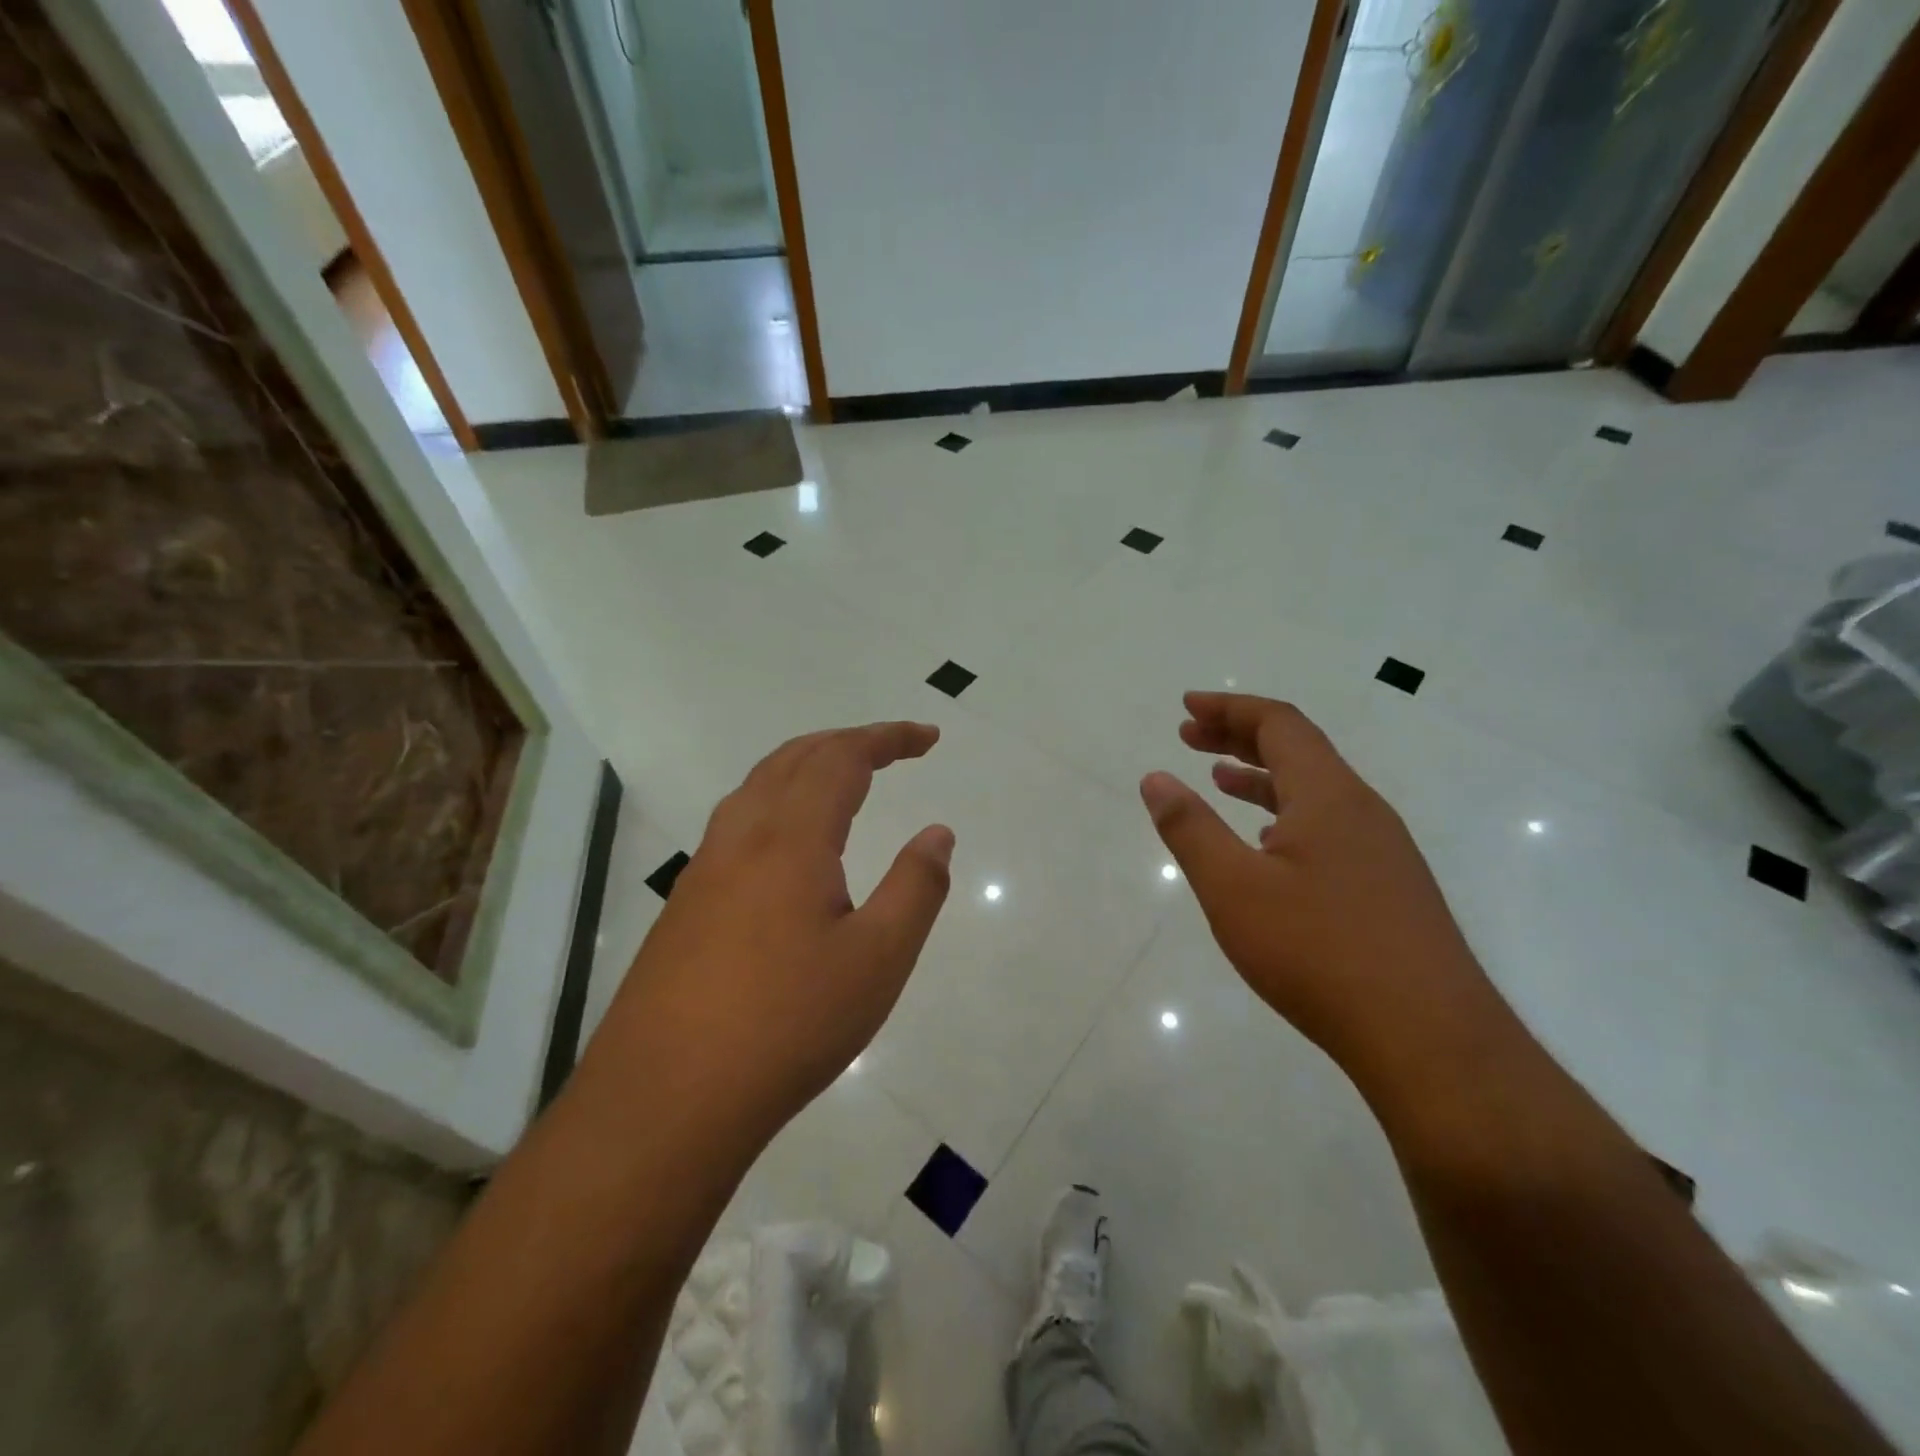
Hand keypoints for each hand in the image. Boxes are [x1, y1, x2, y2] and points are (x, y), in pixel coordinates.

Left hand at [595, 723, 953, 1138]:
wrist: (665, 1100)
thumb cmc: (787, 1026)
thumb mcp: (877, 960)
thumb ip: (916, 887)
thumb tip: (938, 833)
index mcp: (790, 839)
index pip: (842, 759)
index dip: (888, 738)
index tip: (929, 739)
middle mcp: (741, 838)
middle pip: (794, 758)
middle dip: (848, 742)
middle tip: (893, 750)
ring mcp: (704, 870)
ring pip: (757, 786)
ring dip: (805, 765)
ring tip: (844, 779)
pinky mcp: (685, 905)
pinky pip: (736, 822)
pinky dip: (776, 800)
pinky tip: (788, 844)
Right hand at [1140, 692, 1497, 1079]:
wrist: (1430, 1041)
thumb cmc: (1319, 953)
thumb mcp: (1234, 888)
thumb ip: (1190, 829)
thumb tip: (1155, 778)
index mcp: (1329, 796)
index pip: (1280, 724)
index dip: (1230, 709)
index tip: (1187, 708)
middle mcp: (1363, 810)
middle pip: (1299, 750)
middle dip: (1240, 736)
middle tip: (1190, 736)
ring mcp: (1383, 851)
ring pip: (1316, 791)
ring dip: (1263, 777)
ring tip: (1219, 779)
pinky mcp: (1391, 889)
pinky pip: (1330, 827)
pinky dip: (1288, 816)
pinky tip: (1268, 845)